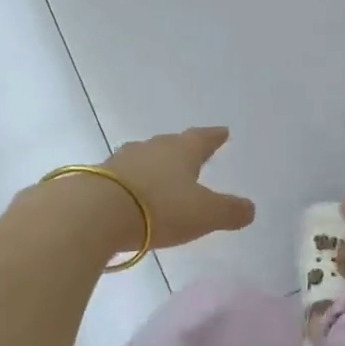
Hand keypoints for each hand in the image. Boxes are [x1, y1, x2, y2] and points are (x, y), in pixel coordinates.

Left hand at [102, 127, 255, 249]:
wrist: (94, 214)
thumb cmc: (160, 207)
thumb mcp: (205, 214)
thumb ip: (229, 211)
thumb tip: (250, 208)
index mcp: (181, 151)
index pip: (202, 138)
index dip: (214, 137)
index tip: (222, 132)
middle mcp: (151, 149)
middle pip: (170, 145)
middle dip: (181, 151)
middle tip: (190, 154)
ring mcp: (120, 162)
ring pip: (142, 159)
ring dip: (152, 167)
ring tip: (159, 177)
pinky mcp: (96, 180)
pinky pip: (120, 179)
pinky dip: (130, 185)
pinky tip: (130, 197)